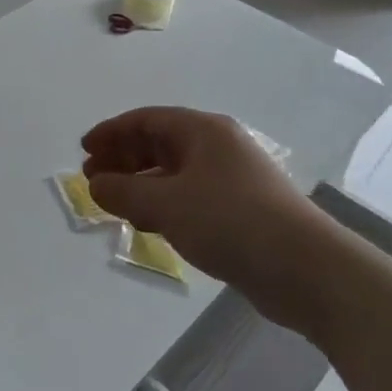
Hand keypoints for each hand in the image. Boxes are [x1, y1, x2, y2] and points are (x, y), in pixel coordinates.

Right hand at [82, 107, 344, 337]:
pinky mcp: (239, 210)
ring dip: (140, 184)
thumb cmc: (231, 221)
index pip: (146, 120)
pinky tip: (146, 223)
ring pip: (173, 173)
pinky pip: (188, 196)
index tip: (84, 149)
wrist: (307, 270)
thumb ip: (124, 192)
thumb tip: (95, 183)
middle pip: (159, 144)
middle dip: (123, 158)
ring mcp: (230, 179)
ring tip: (112, 202)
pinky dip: (162, 204)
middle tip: (92, 178)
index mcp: (202, 131)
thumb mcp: (167, 205)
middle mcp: (217, 147)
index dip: (112, 132)